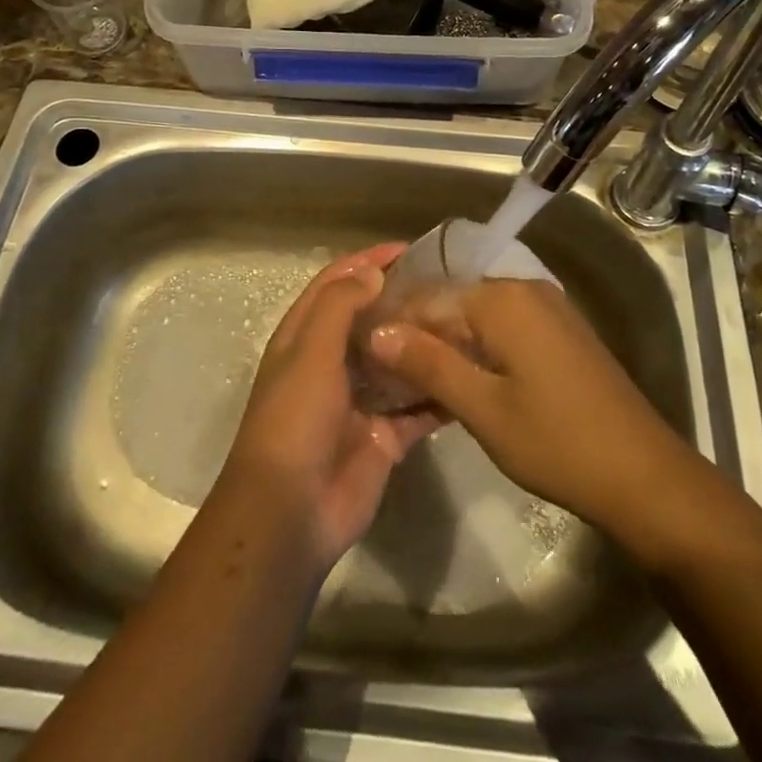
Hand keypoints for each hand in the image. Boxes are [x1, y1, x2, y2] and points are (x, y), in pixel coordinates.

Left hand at [218, 245, 440, 570]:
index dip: (368, 261)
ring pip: (398, 361)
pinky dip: (440, 394)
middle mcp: (332, 362)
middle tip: (452, 286)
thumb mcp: (310, 352)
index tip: (410, 249)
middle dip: (405, 301)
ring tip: (469, 324)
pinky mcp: (385, 436)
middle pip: (372, 319)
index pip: (337, 283)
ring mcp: (360, 400)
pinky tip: (471, 377)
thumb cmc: (294, 419)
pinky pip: (418, 409)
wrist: (290, 513)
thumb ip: (340, 306)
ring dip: (426, 344)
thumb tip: (372, 271)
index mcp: (306, 336)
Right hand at [368, 279, 739, 567]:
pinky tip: (462, 382)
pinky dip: (478, 349)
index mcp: (501, 298)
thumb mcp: (483, 408)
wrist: (645, 476)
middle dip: (420, 334)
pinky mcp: (560, 331)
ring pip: (477, 316)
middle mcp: (522, 288)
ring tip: (416, 382)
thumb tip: (376, 330)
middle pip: (453, 302)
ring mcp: (546, 308)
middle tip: (386, 375)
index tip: (364, 357)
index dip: (394, 326)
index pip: (427, 298)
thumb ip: (428, 363)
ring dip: (448, 344)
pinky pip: (504, 327)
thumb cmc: (557, 442)